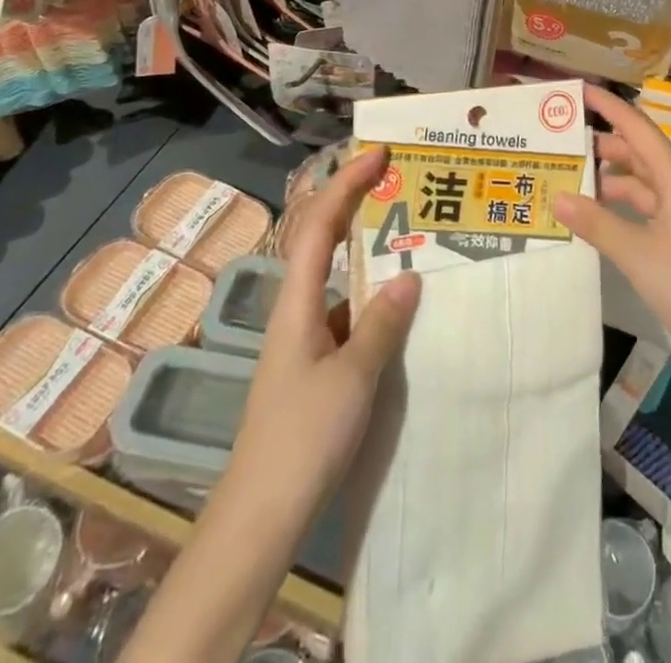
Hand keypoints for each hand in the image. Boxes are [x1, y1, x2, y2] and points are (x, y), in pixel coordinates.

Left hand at [227, 146, 420, 518]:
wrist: (261, 515)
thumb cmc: (303, 437)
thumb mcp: (353, 377)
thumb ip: (382, 323)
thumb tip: (409, 275)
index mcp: (298, 301)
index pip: (320, 223)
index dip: (346, 183)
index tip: (378, 155)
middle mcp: (297, 309)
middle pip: (324, 239)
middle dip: (355, 203)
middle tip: (397, 180)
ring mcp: (304, 337)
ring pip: (337, 277)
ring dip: (367, 250)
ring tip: (408, 235)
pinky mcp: (314, 364)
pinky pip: (346, 312)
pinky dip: (371, 296)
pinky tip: (400, 305)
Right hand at [552, 84, 670, 353]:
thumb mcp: (636, 252)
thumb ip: (596, 223)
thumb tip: (556, 196)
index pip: (638, 129)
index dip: (610, 107)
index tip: (581, 91)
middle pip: (637, 153)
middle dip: (602, 143)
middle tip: (562, 139)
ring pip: (639, 182)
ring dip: (608, 177)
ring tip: (569, 176)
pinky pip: (642, 207)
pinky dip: (617, 205)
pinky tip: (593, 213)